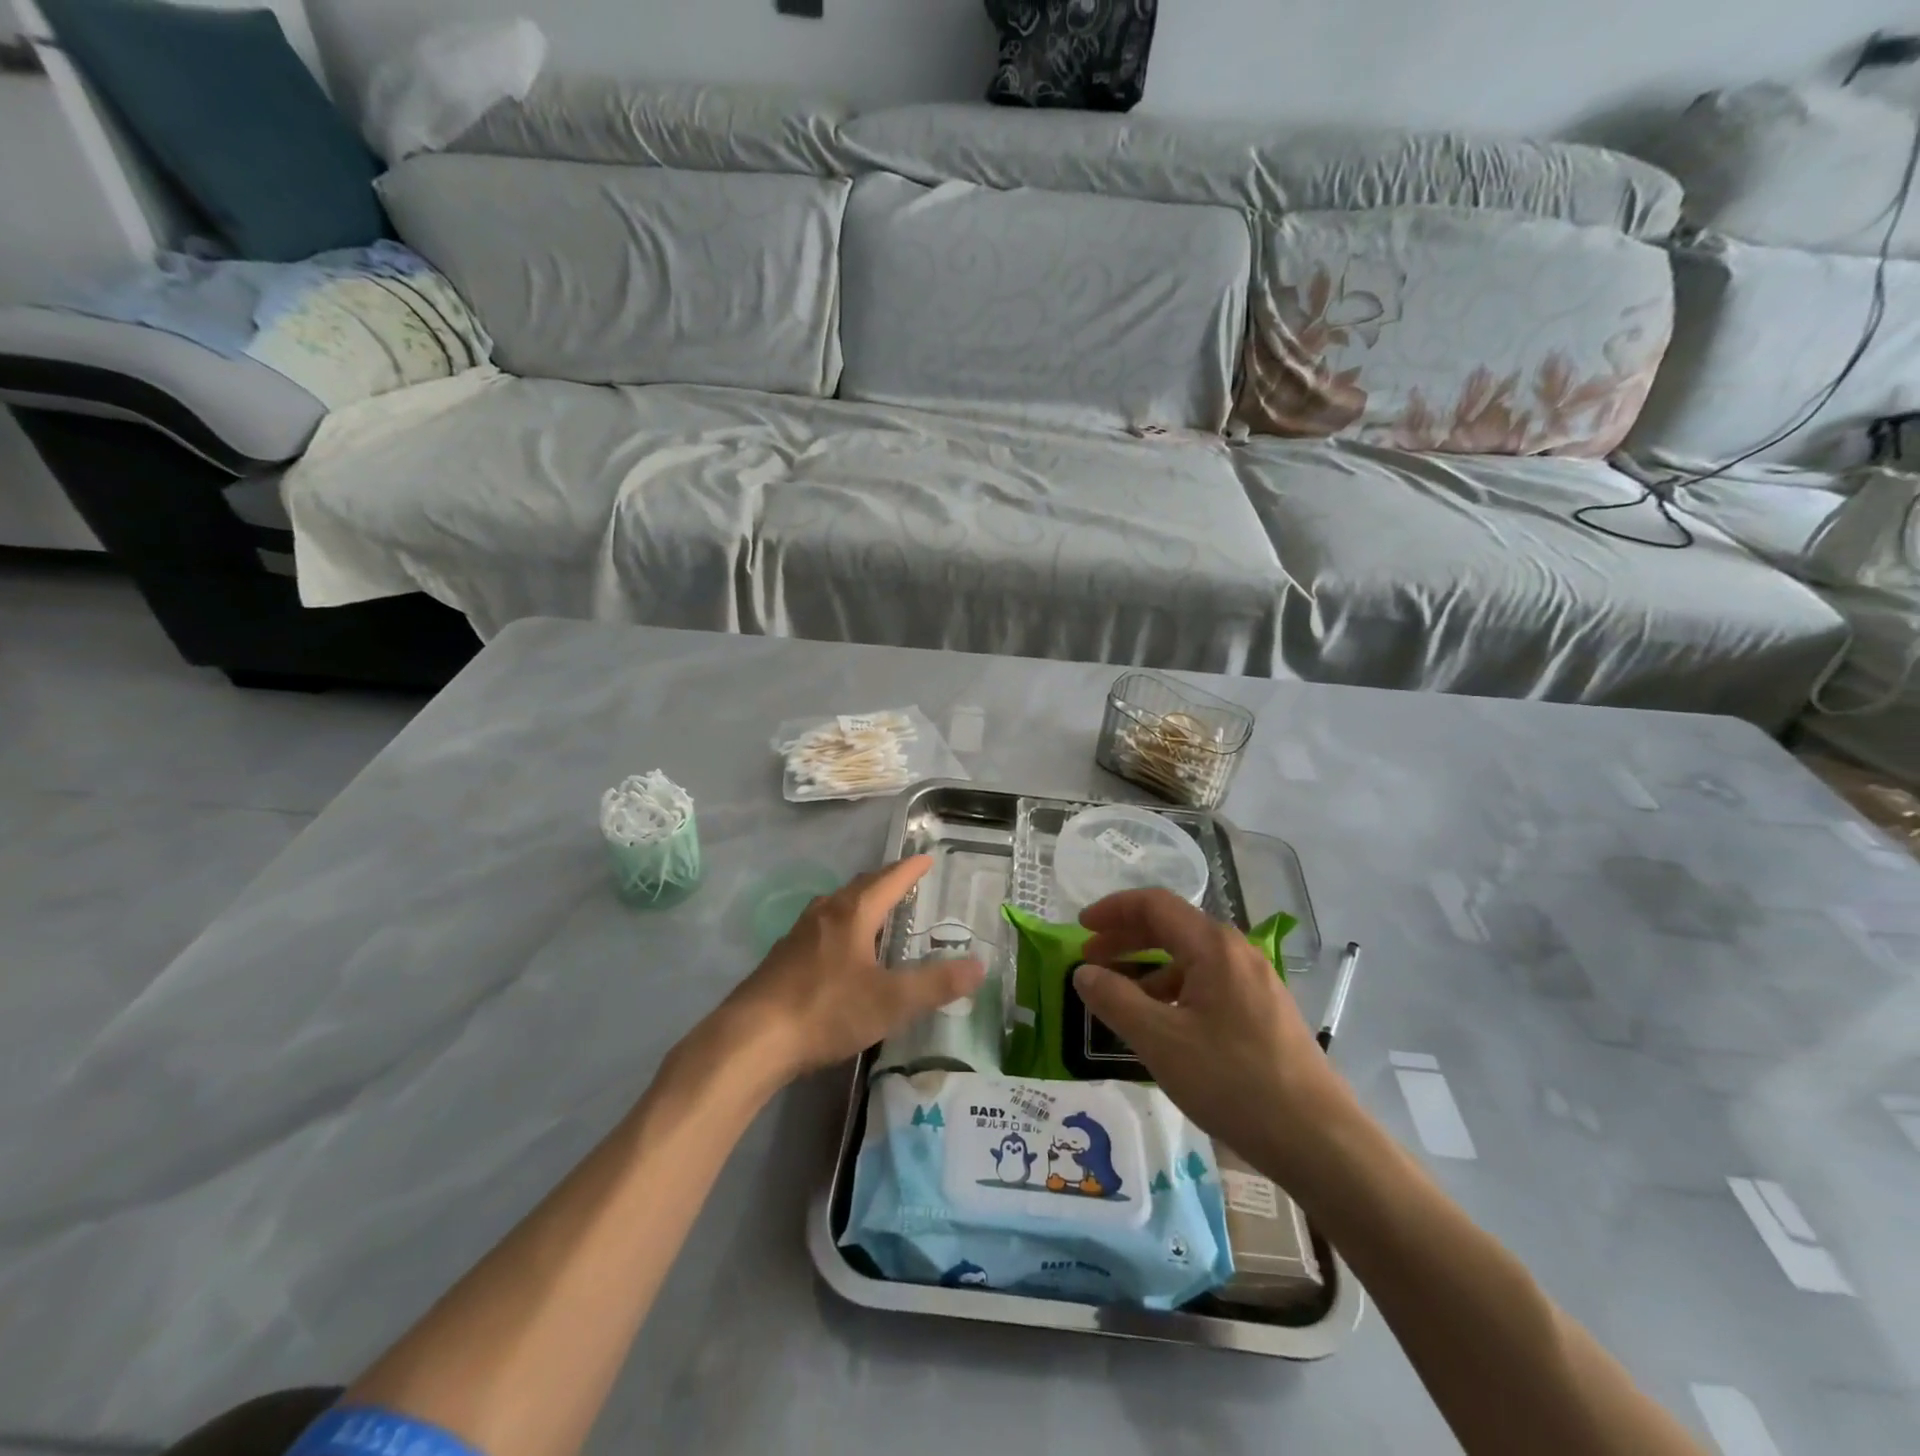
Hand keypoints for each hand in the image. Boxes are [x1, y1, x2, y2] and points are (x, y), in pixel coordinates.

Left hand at [719, 856, 984, 1083]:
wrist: (753, 1038)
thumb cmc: (827, 1010)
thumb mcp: (891, 1001)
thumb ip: (936, 984)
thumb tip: (979, 966)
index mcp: (853, 914)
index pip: (889, 880)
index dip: (911, 869)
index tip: (927, 858)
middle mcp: (825, 913)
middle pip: (860, 886)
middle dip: (885, 880)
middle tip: (906, 881)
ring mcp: (799, 933)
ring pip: (836, 904)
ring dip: (860, 900)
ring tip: (875, 909)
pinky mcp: (782, 957)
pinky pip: (820, 926)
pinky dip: (840, 924)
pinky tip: (839, 948)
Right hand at [1072, 889, 1349, 1181]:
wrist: (1319, 1140)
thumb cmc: (1233, 1082)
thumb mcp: (1161, 1041)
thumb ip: (1115, 1000)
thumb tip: (1084, 973)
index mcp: (1213, 946)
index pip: (1154, 904)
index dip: (1113, 909)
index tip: (1080, 928)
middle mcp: (1236, 951)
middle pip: (1172, 926)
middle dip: (1126, 937)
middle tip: (1089, 958)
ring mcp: (1255, 981)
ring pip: (1190, 957)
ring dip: (1148, 967)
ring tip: (1119, 996)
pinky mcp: (1264, 1010)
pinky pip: (1208, 982)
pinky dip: (1174, 989)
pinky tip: (1162, 1022)